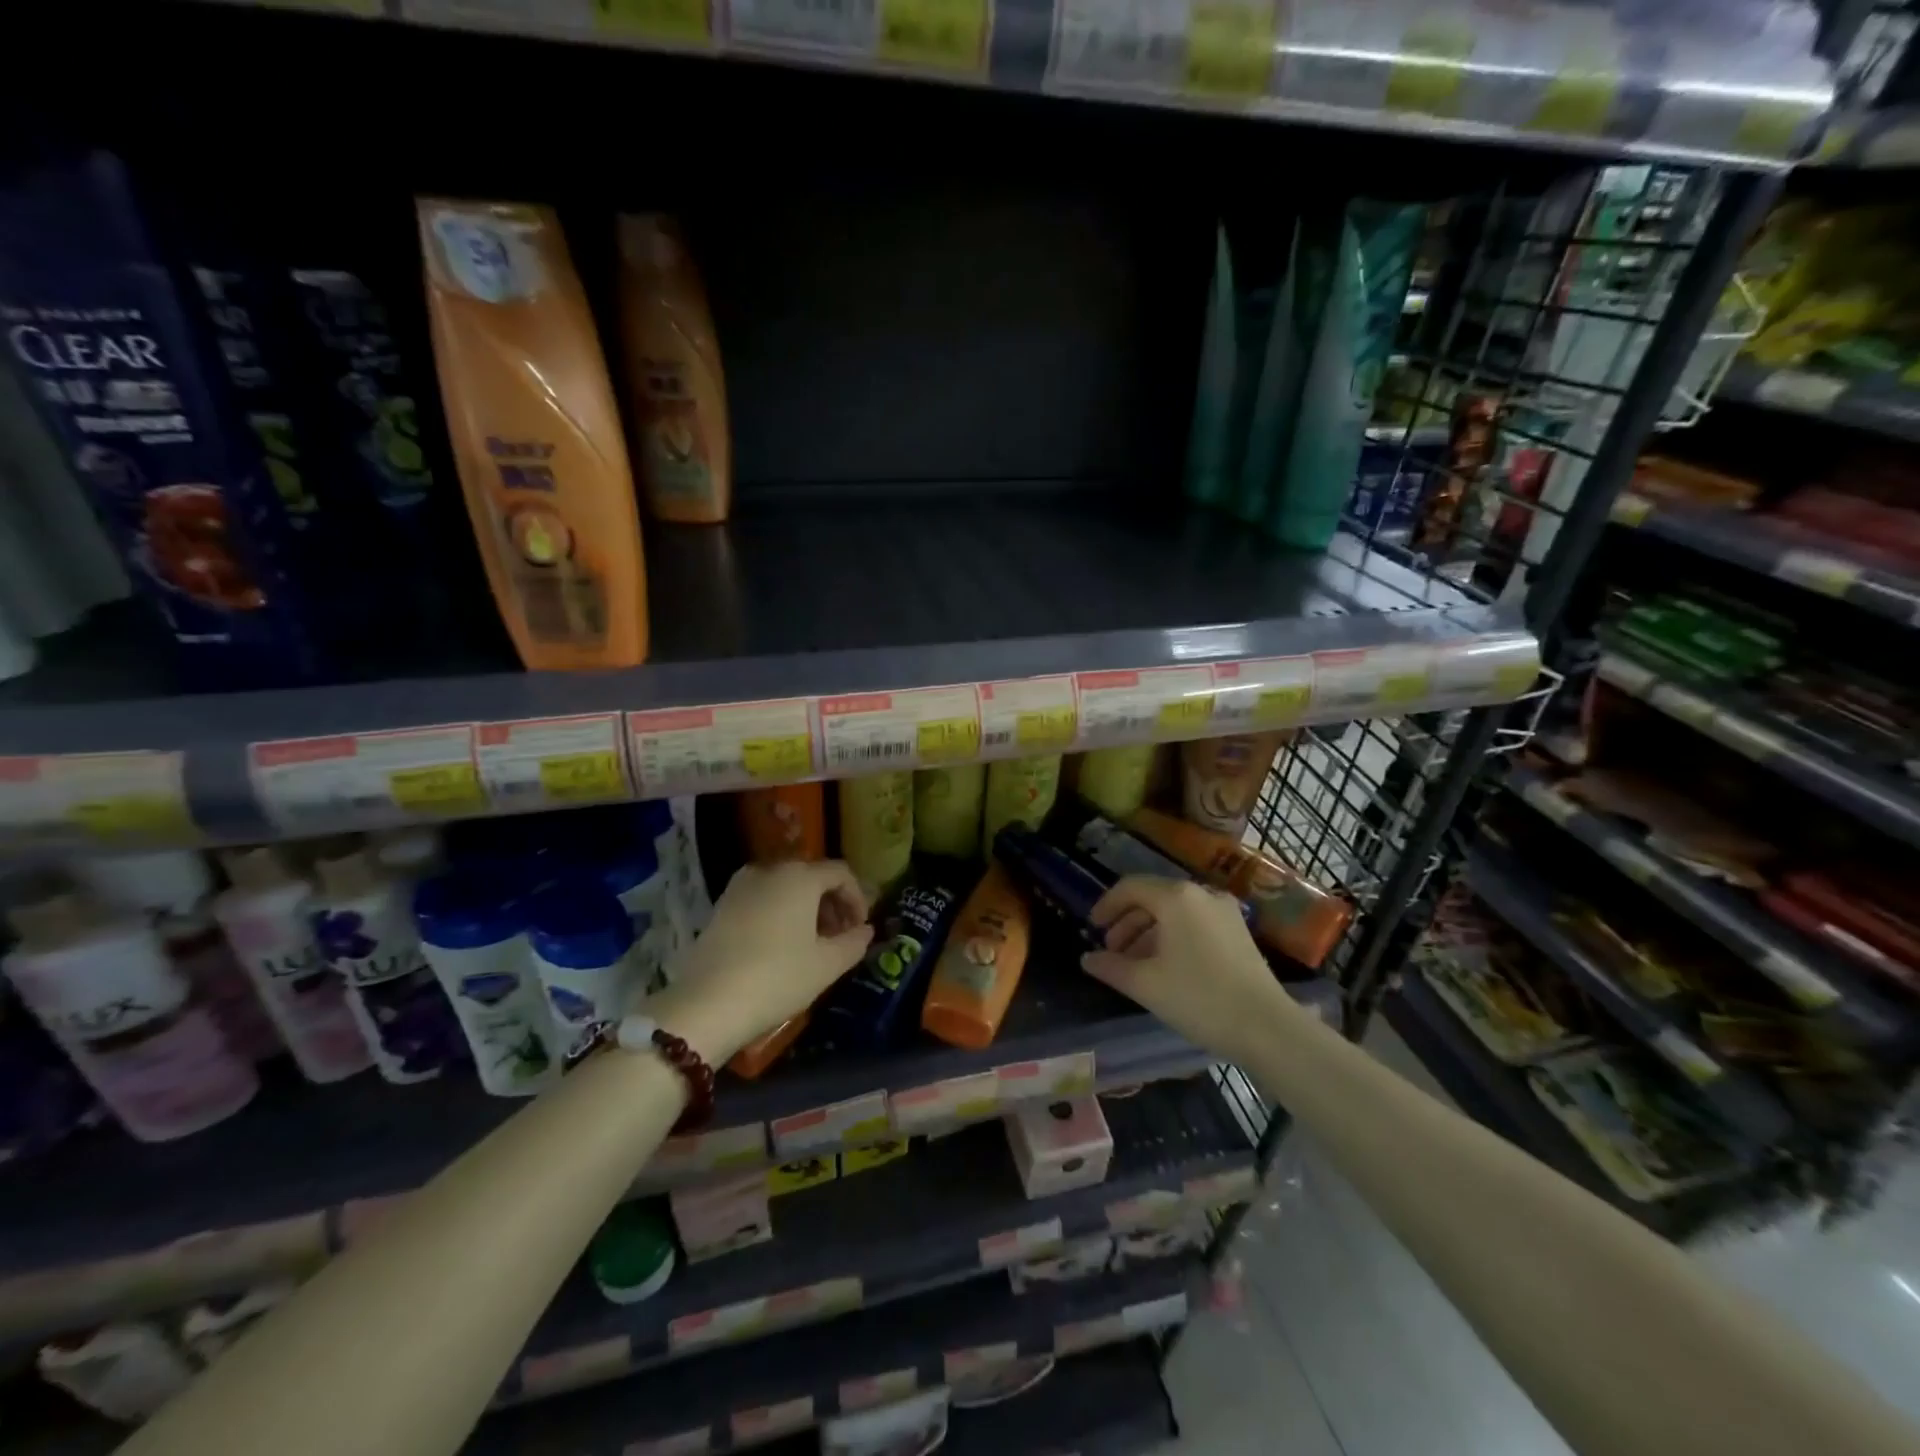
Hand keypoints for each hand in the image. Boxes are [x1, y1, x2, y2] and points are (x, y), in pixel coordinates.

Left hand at [648, 860, 872, 1063]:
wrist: (707, 1004)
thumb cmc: (778, 978)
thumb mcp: (827, 965)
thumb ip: (854, 942)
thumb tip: (865, 931)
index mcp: (799, 876)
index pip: (841, 873)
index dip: (857, 898)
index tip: (860, 929)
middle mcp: (770, 870)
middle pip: (812, 876)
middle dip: (832, 903)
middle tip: (840, 936)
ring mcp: (740, 886)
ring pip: (785, 887)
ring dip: (806, 908)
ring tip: (812, 943)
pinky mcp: (721, 906)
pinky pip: (762, 898)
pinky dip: (780, 912)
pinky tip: (781, 945)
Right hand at [1082, 875, 1296, 1064]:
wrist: (1266, 1027)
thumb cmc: (1199, 998)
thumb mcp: (1145, 984)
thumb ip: (1110, 967)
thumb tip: (1087, 959)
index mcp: (1176, 898)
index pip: (1130, 888)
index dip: (1106, 906)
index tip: (1091, 928)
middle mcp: (1201, 894)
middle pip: (1153, 898)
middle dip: (1127, 922)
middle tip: (1111, 950)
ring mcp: (1224, 912)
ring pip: (1174, 912)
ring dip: (1149, 932)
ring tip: (1134, 963)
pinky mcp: (1238, 932)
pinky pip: (1194, 923)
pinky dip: (1173, 937)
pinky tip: (1165, 966)